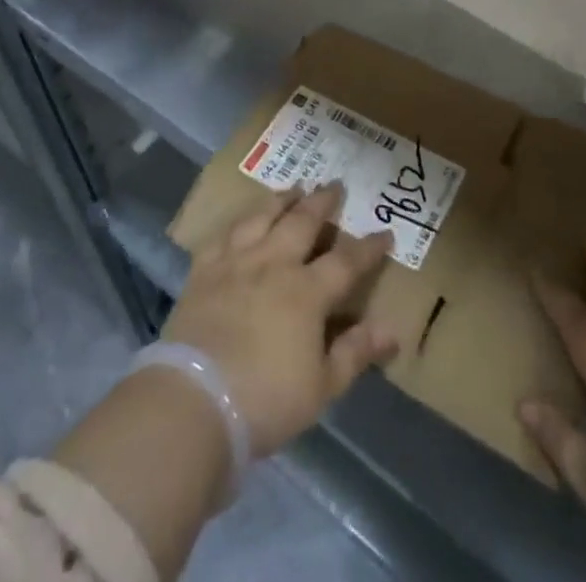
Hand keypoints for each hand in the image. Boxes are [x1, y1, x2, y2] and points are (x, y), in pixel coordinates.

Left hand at [164, 182, 399, 455]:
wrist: (194, 401)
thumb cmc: (264, 400)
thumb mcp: (321, 388)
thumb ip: (355, 353)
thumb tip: (392, 330)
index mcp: (307, 292)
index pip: (346, 262)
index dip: (368, 248)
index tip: (385, 233)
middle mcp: (274, 264)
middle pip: (302, 222)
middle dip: (322, 202)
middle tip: (335, 185)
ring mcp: (236, 262)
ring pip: (263, 217)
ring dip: (282, 199)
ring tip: (293, 188)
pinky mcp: (204, 271)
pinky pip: (224, 235)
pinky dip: (238, 222)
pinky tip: (243, 219)